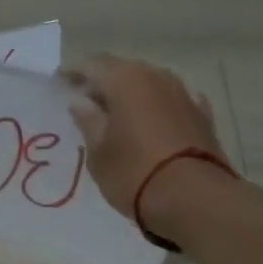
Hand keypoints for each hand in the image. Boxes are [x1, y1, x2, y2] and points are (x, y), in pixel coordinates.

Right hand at [66, 55, 242, 238]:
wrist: (194, 199)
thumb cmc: (134, 173)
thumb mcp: (99, 152)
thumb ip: (88, 121)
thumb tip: (80, 100)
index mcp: (126, 81)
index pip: (93, 64)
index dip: (74, 72)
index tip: (59, 82)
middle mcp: (156, 77)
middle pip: (124, 70)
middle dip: (103, 82)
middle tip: (85, 101)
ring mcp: (184, 93)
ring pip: (150, 83)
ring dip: (131, 93)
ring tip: (115, 113)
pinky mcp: (202, 114)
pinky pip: (172, 100)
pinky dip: (156, 106)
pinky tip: (151, 118)